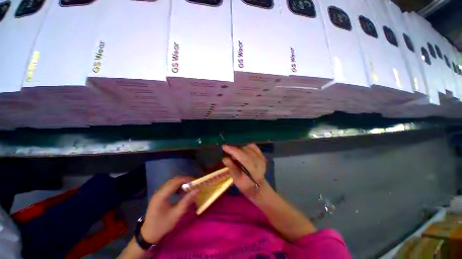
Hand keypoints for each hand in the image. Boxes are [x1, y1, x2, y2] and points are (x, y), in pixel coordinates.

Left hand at [141, 177, 198, 242]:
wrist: (148, 234)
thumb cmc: (163, 225)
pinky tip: (181, 193)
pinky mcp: (159, 196)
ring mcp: (158, 193)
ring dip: (181, 184)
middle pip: (174, 180)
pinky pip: (169, 187)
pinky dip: (177, 187)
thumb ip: (187, 201)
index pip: (176, 181)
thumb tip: (197, 190)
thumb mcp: (177, 214)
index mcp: (162, 195)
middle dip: (185, 181)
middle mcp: (159, 191)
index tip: (196, 182)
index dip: (187, 180)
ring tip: (189, 188)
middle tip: (194, 185)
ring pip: (172, 183)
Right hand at [222, 144, 268, 196]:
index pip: (242, 157)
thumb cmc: (245, 185)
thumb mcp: (236, 179)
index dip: (233, 151)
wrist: (258, 187)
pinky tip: (241, 148)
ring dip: (240, 146)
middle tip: (227, 148)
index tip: (224, 146)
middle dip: (235, 148)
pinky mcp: (262, 155)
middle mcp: (259, 162)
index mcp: (253, 170)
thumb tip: (224, 158)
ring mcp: (261, 158)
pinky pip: (253, 146)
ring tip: (234, 149)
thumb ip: (231, 167)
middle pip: (246, 150)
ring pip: (249, 146)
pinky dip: (246, 145)